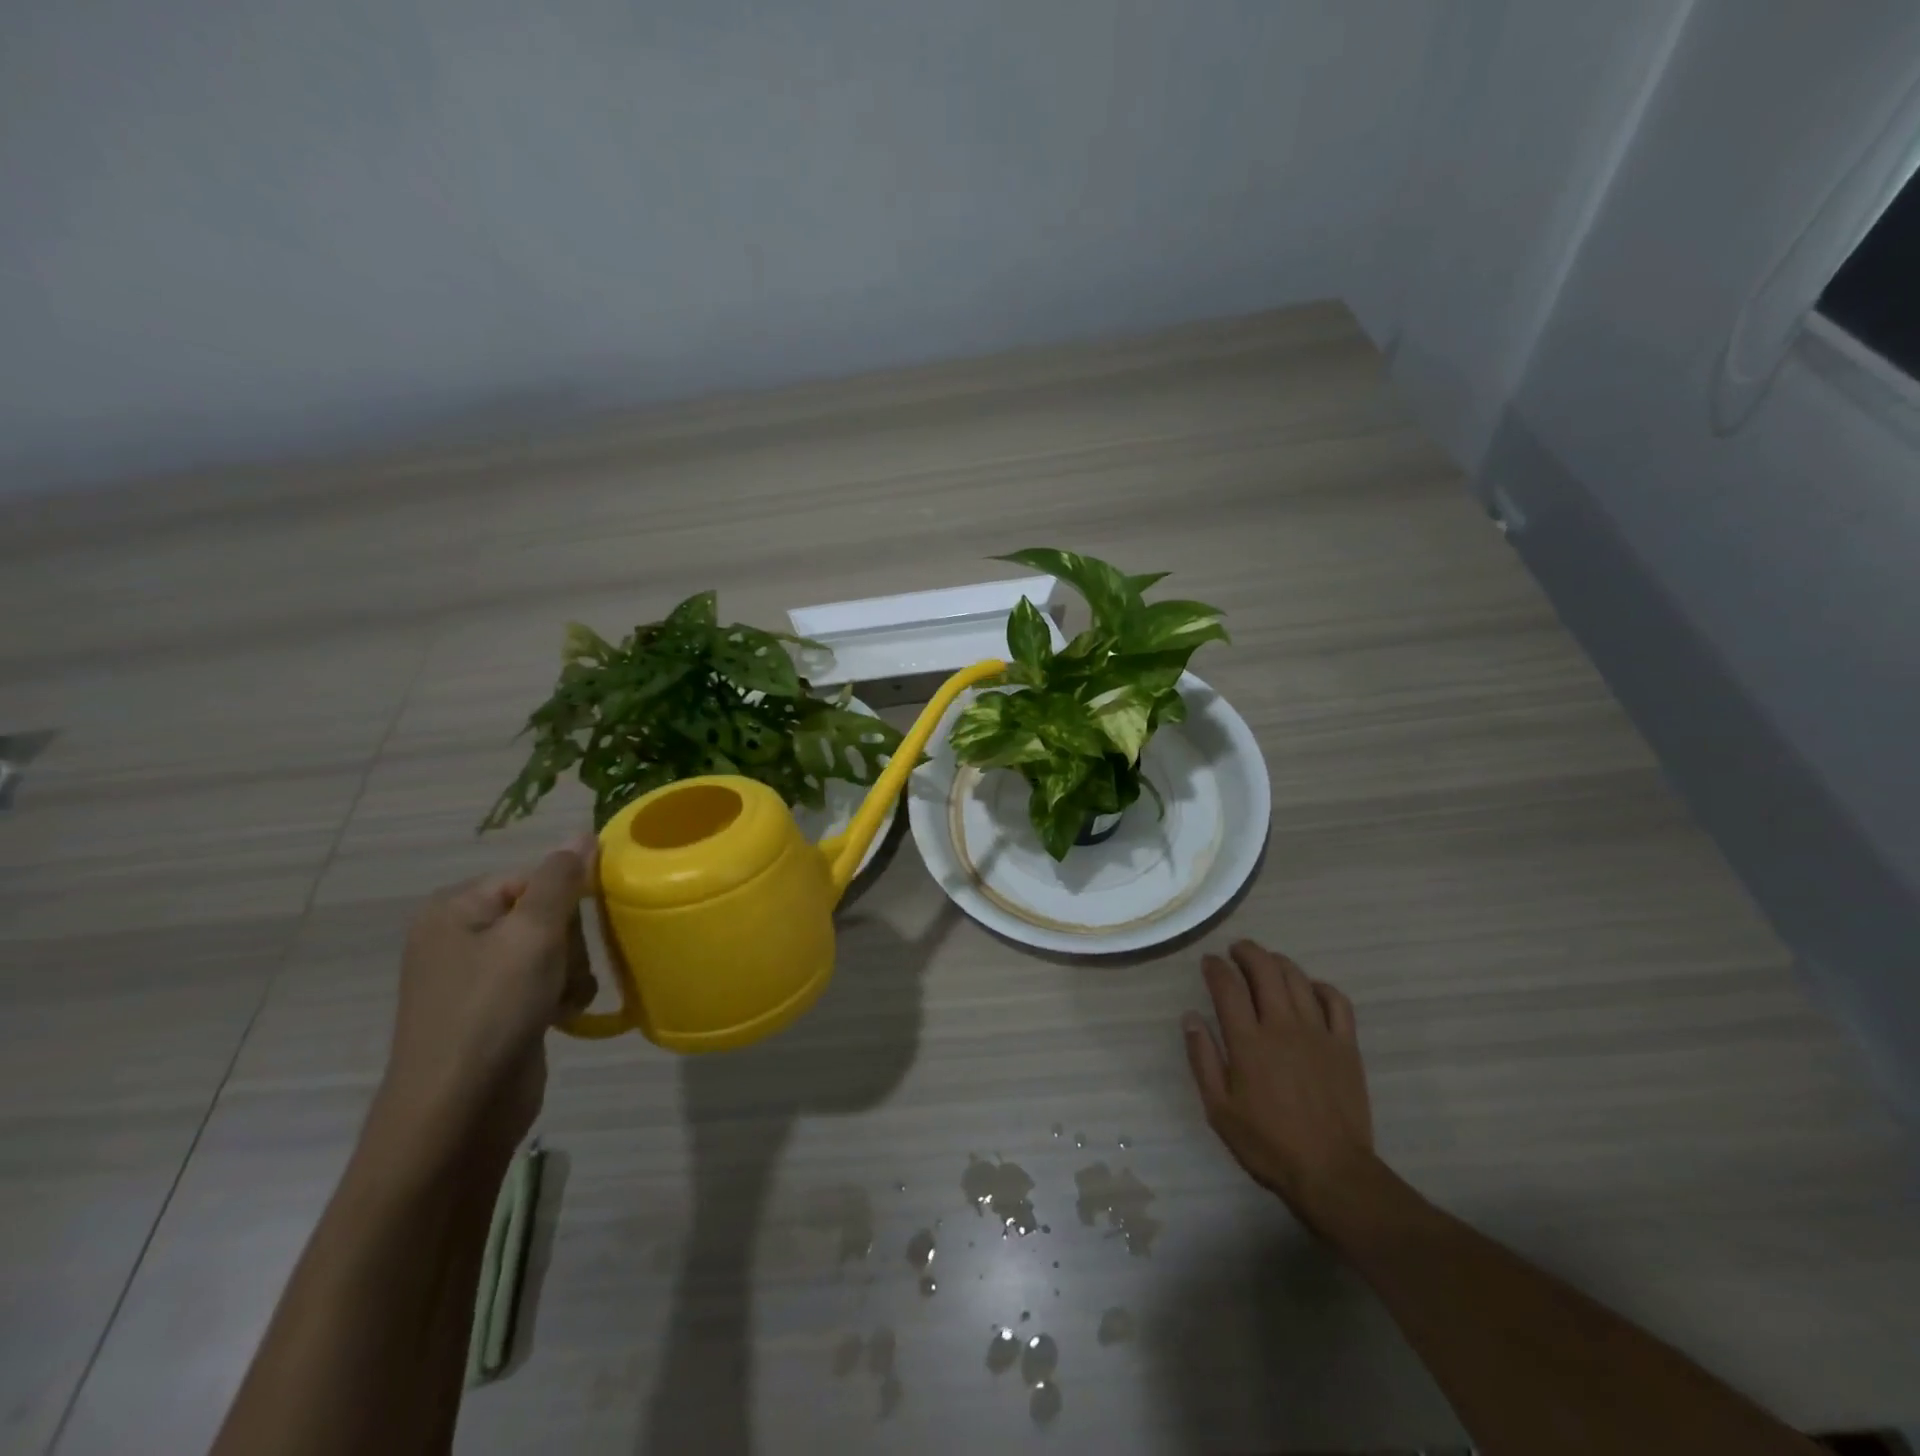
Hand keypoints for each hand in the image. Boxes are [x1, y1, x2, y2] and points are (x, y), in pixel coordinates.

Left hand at [373, 837, 596, 1163]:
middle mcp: (460, 935)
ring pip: (551, 947)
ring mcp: (475, 975)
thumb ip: (561, 879)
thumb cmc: (492, 1009)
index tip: (581, 931)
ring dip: (571, 970)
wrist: (458, 1111)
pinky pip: (542, 980)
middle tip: (566, 971)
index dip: (567, 900)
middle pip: (544, 911)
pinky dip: (560, 993)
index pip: (535, 877)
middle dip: (570, 941)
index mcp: (455, 908)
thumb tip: (582, 833)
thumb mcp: (532, 934)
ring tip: (566, 998)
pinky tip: (562, 1014)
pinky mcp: (493, 1009)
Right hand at [1182, 940, 1376, 1229]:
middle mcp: (1282, 1026)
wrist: (1333, 1174)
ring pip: (1297, 978)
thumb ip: (1203, 1059)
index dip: (1215, 967)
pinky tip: (1309, 989)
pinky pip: (1337, 1001)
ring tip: (1266, 963)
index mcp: (1248, 1042)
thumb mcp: (1219, 1109)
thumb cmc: (1268, 1144)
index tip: (1208, 962)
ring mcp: (1318, 1033)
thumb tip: (1191, 1018)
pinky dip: (1320, 986)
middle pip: (1264, 969)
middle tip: (1235, 951)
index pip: (1227, 986)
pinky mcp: (1346, 1045)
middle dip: (1246, 952)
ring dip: (1278, 962)